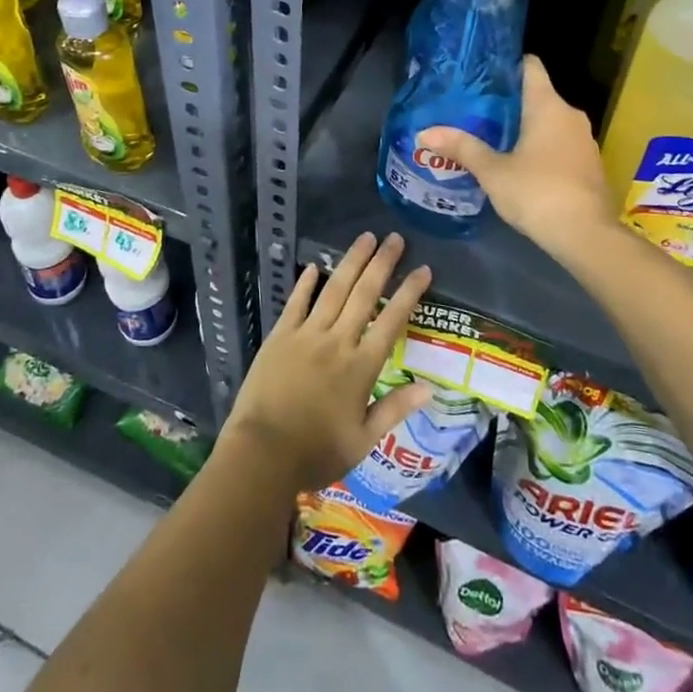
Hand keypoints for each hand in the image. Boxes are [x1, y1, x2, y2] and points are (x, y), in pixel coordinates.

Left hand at [222, 232, 434, 491]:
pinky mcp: (280, 337)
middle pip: (364, 294)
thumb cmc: (316, 452)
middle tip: (395, 238)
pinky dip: (306, 284)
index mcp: (361, 368)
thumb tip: (429, 388)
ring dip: (351, 262)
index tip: (423, 269)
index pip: (392, 321)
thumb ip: (394, 410)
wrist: (262, 453)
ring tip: (365, 238)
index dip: (409, 293)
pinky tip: (315, 266)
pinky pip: (296, 303)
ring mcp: (306, 335)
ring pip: (334, 290)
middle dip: (382, 264)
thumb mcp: (363, 441)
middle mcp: (337, 342)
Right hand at [418, 55, 616, 258]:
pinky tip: (517, 163)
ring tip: (490, 136)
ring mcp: (584, 140)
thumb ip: (462, 148)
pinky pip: (560, 144)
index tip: (482, 72)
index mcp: (548, 105)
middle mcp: (570, 115)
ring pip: (549, 122)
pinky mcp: (589, 165)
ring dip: (524, 127)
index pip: (530, 66)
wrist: (586, 236)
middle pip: (537, 95)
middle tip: (474, 109)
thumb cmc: (537, 192)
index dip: (506, 64)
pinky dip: (540, 147)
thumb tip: (424, 132)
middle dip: (508, 102)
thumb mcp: (493, 171)